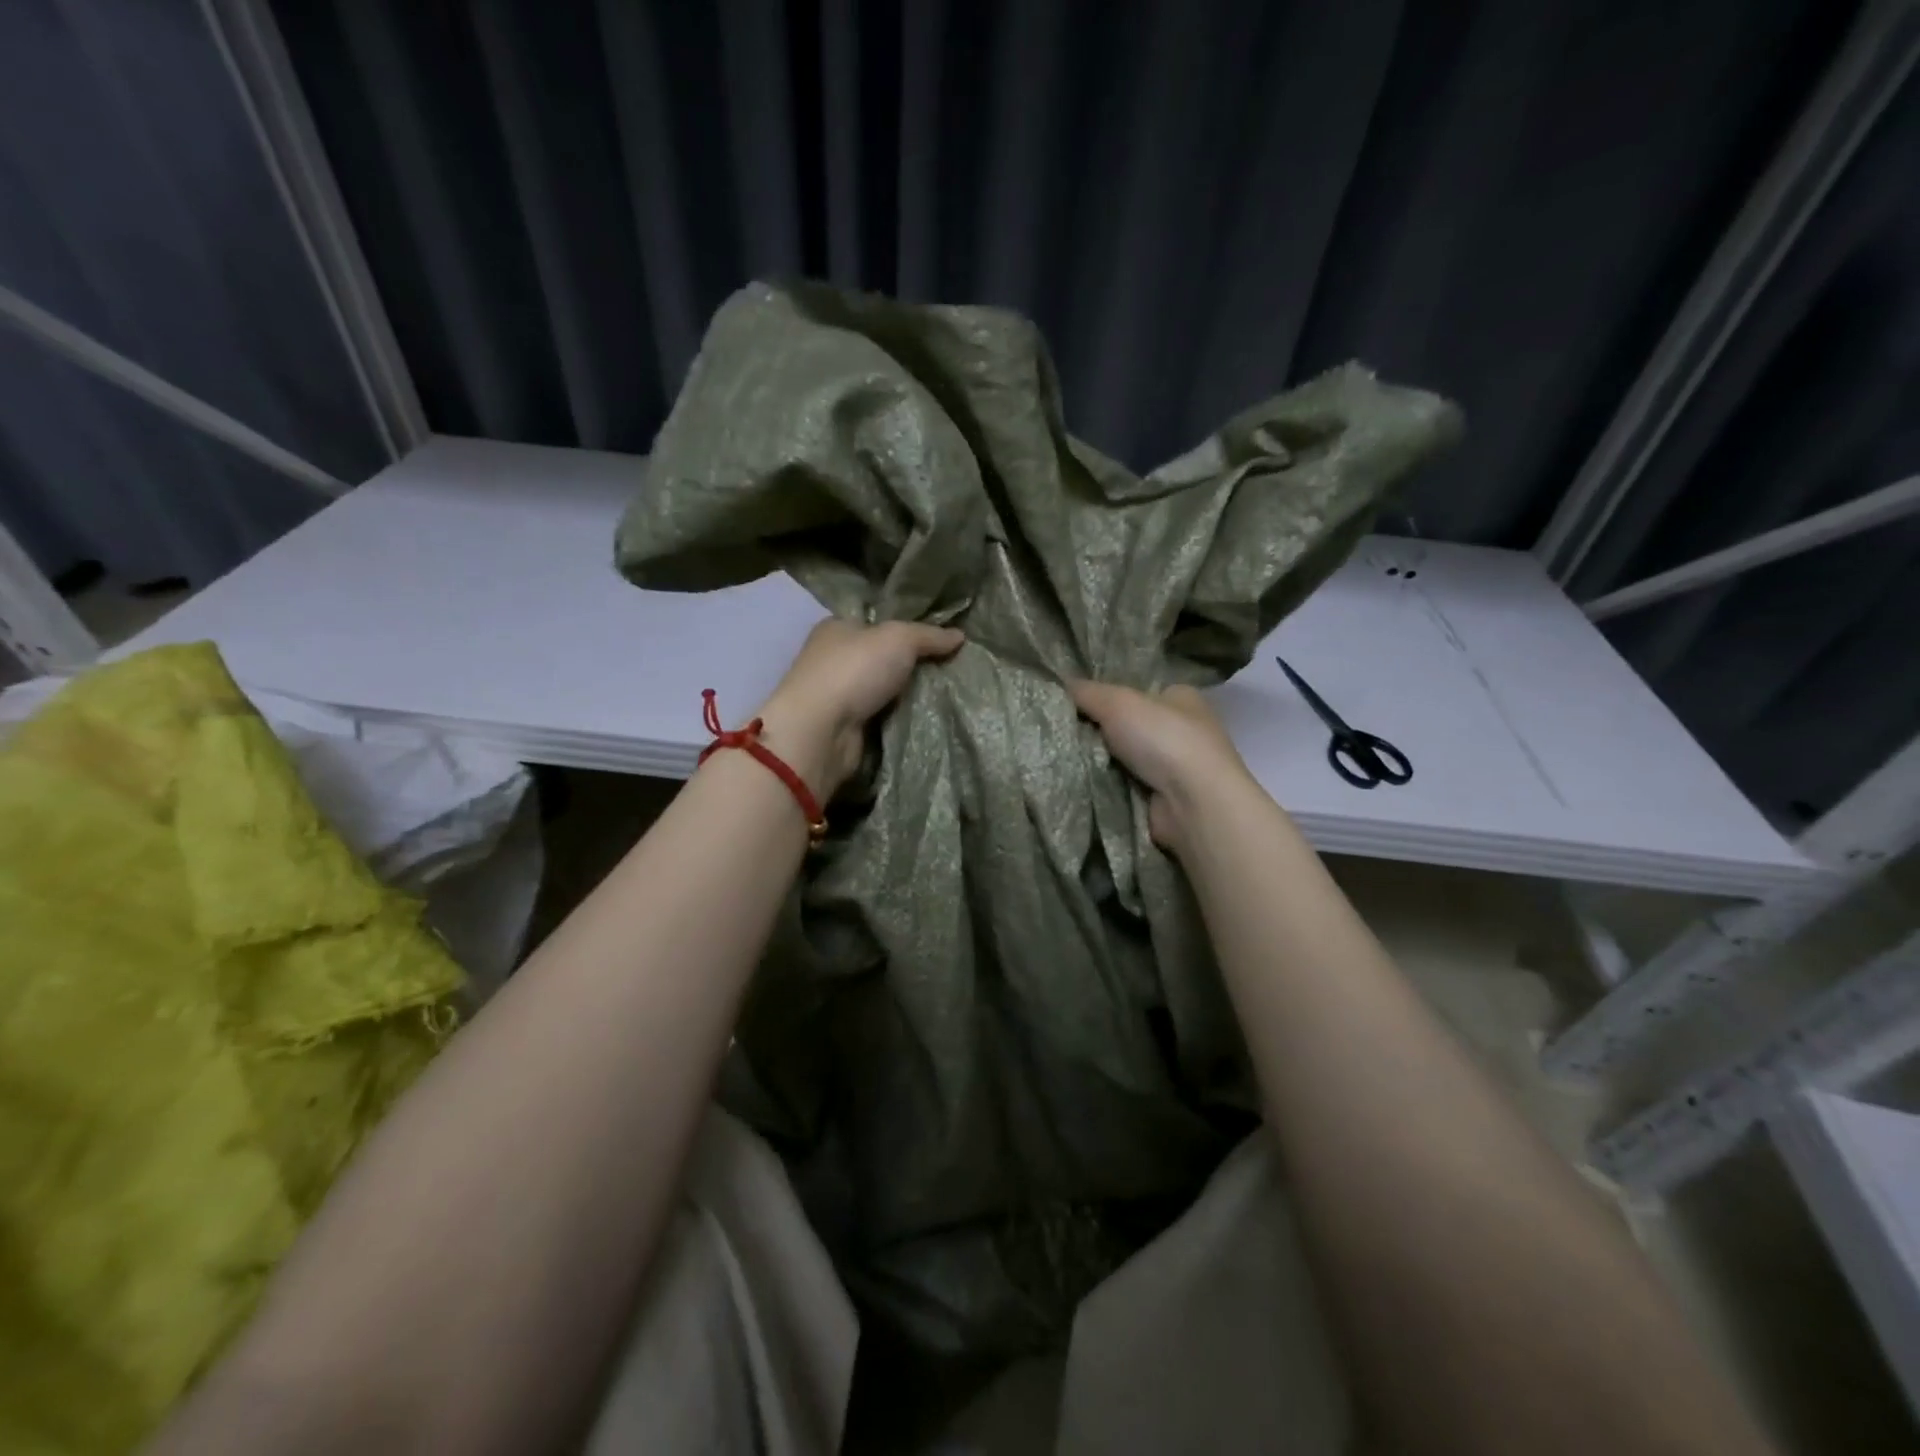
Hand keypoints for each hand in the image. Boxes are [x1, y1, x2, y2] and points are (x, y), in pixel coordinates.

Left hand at [757, 618, 964, 797]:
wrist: (821, 731)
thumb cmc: (854, 670)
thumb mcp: (899, 639)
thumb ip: (929, 636)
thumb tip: (960, 635)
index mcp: (837, 628)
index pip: (876, 622)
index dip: (906, 628)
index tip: (940, 639)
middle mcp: (833, 658)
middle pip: (882, 657)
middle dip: (911, 665)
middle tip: (950, 669)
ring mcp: (837, 695)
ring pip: (883, 690)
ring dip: (907, 695)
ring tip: (947, 694)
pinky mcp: (844, 727)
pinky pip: (881, 717)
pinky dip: (899, 719)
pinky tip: (926, 718)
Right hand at [1068, 680, 1255, 854]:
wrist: (1193, 805)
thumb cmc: (1164, 739)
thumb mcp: (1118, 702)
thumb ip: (1086, 691)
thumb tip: (1056, 682)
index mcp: (1180, 698)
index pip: (1135, 691)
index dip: (1104, 695)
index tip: (1069, 702)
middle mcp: (1180, 730)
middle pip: (1124, 726)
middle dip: (1096, 731)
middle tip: (1059, 731)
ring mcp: (1173, 768)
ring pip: (1120, 759)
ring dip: (1095, 761)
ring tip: (1059, 757)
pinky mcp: (1161, 800)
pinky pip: (1121, 787)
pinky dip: (1103, 786)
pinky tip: (1078, 783)